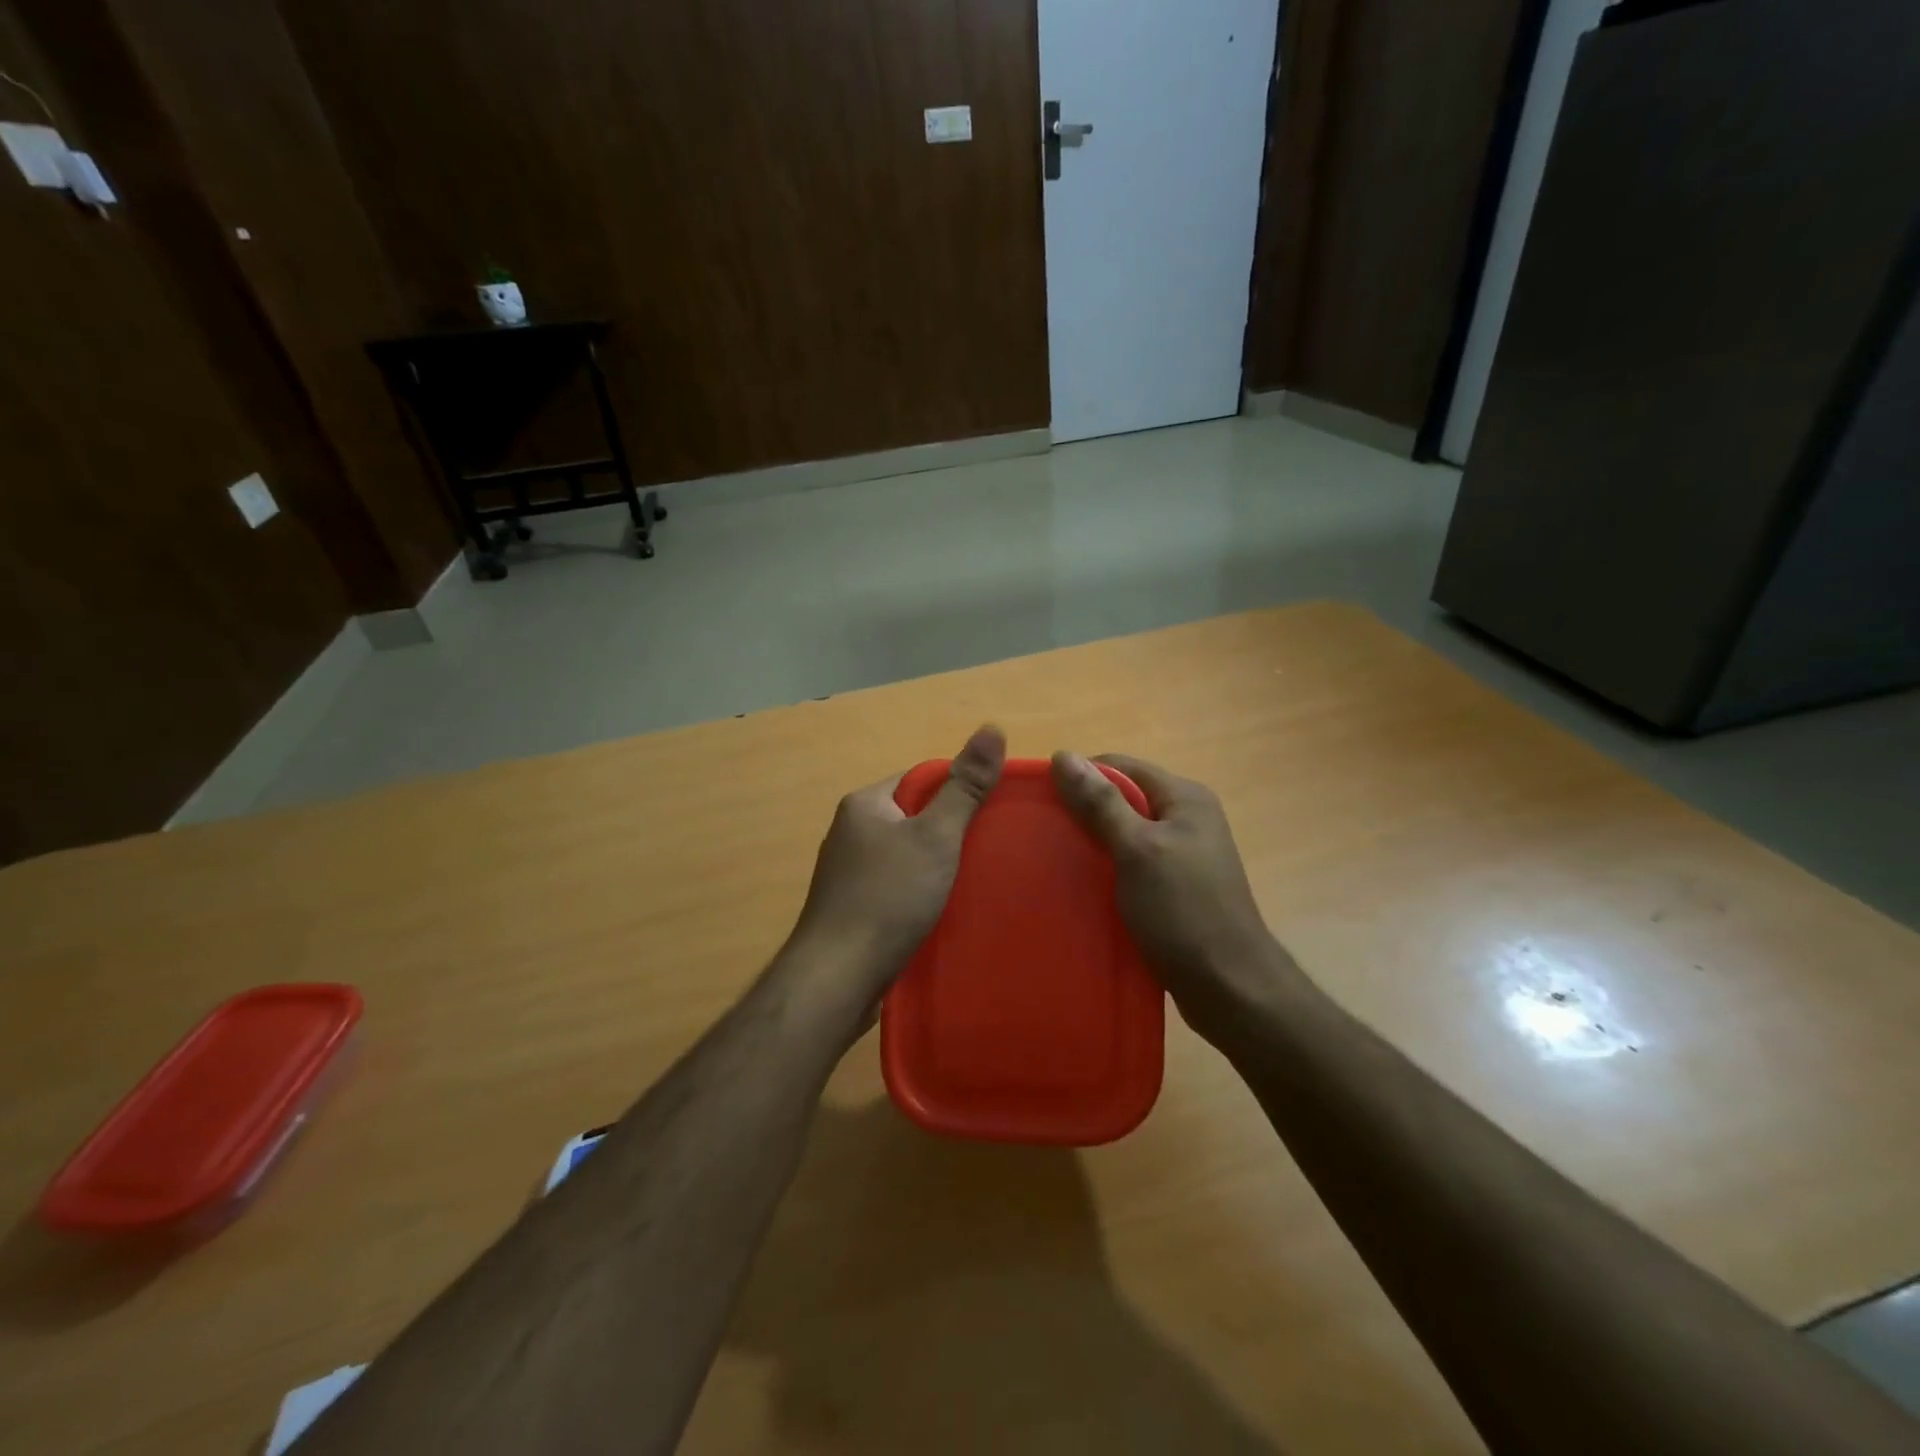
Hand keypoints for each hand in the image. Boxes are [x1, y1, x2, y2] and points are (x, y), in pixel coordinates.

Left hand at [788, 726, 1006, 1008]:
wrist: (837, 977)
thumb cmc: (888, 897)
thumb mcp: (935, 836)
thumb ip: (965, 787)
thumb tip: (991, 728)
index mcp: (865, 804)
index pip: (920, 780)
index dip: (958, 792)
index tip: (991, 814)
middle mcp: (850, 832)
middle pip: (913, 819)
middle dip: (950, 833)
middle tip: (990, 850)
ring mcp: (848, 873)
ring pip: (905, 856)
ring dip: (936, 867)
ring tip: (974, 882)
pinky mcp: (852, 908)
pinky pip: (895, 887)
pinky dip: (919, 894)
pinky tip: (942, 912)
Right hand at [1051, 751, 1296, 1042]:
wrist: (1229, 987)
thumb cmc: (1183, 910)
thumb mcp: (1137, 850)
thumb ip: (1101, 803)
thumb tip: (1063, 755)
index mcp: (1184, 798)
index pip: (1120, 767)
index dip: (1081, 777)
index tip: (1043, 801)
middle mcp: (1187, 819)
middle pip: (1123, 799)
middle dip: (1084, 813)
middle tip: (1044, 834)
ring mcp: (1184, 855)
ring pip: (1126, 835)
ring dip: (1094, 844)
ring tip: (1056, 860)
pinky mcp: (1177, 888)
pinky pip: (1133, 865)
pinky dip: (1108, 871)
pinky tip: (1083, 887)